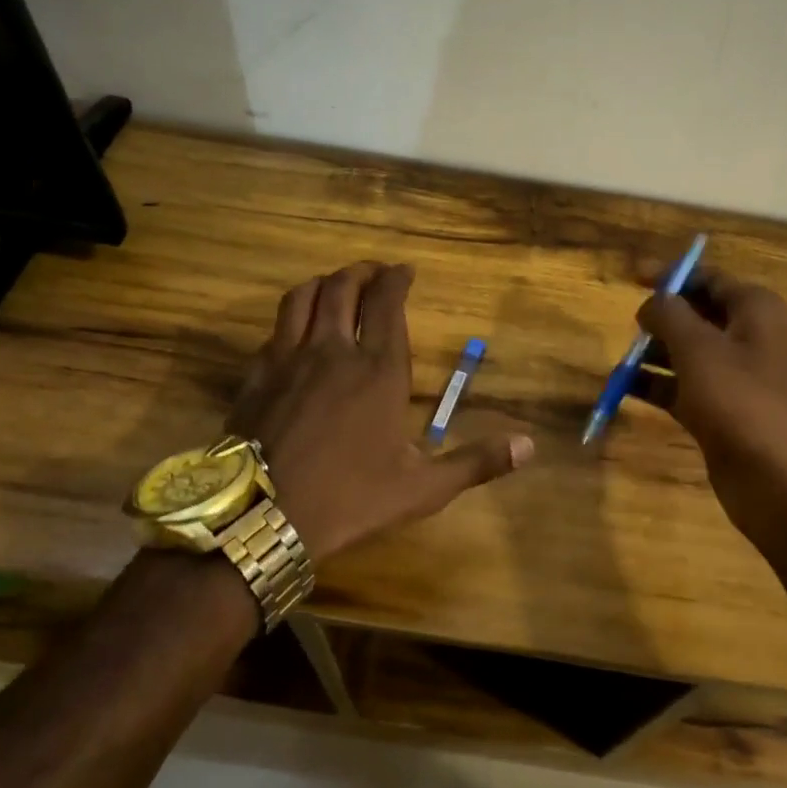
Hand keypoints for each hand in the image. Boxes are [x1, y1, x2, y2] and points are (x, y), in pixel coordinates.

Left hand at [226, 261, 532, 564]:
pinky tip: (295, 331)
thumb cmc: (350, 499)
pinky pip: (274, 330)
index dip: (396, 278)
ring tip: (335, 286)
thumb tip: (529, 446)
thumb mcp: (423, 488)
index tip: (405, 270)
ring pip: (303, 297)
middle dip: (362, 272)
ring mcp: (288, 359)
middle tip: (375, 272)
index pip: (386, 302)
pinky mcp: (256, 375)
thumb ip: (476, 462)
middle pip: (343, 287)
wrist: (262, 517)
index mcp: (378, 369)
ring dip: (323, 283)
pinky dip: (291, 318)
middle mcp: (333, 351)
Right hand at [635, 270, 786, 536]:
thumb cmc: (741, 401)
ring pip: (688, 353)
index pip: (709, 278)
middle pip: (697, 315)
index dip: (671, 275)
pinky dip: (657, 385)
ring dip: (654, 354)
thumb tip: (653, 300)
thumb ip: (669, 315)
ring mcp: (738, 378)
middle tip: (627, 324)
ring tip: (619, 360)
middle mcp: (750, 338)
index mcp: (755, 310)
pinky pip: (684, 387)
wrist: (781, 482)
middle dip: (661, 318)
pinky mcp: (723, 412)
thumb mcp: (698, 348)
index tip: (631, 275)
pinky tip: (624, 388)